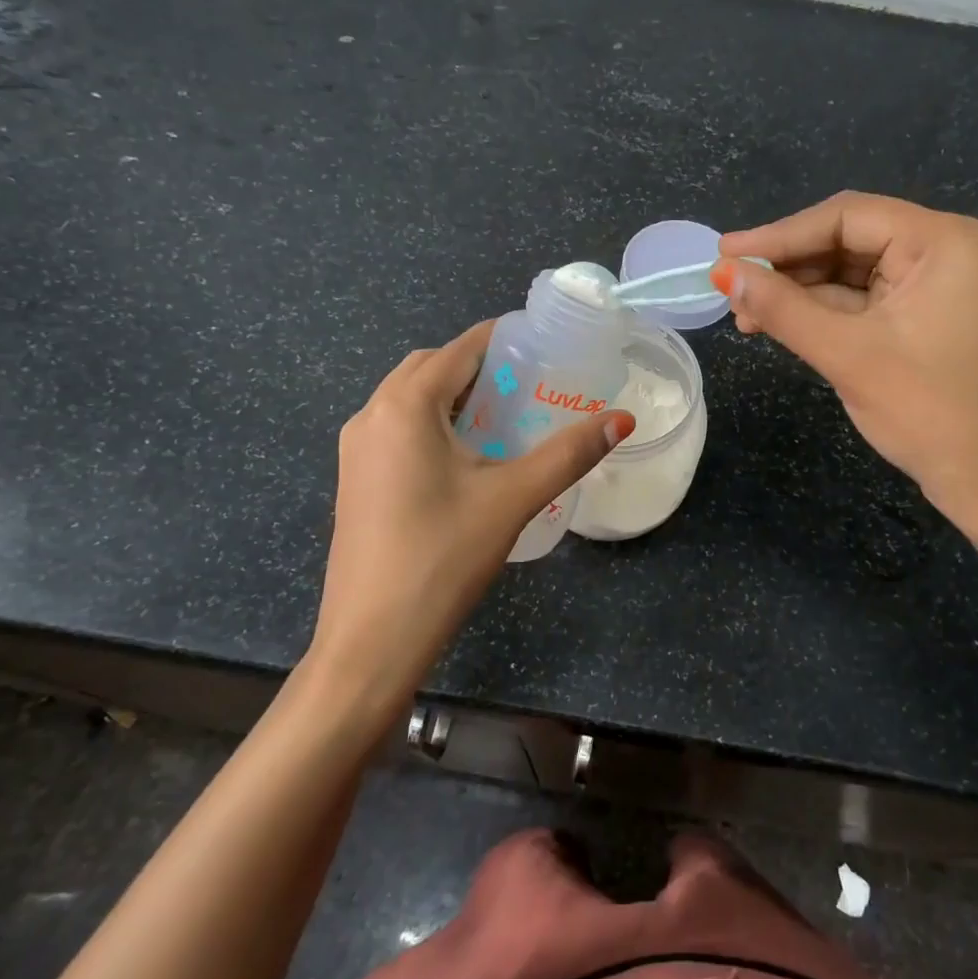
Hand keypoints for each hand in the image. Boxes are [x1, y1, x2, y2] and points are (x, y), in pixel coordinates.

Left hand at [307, 321, 633, 722]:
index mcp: (405, 406)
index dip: (504, 339)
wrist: (371, 639)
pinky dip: (432, 422)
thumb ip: (568, 453)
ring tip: (504, 416)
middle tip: (529, 385)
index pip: (460, 348)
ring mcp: (356, 449)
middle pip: (430, 367)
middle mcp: (371, 415)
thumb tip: (622, 420)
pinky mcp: (355, 479)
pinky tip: (466, 456)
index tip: (545, 345)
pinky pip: (397, 428)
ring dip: (453, 394)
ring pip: (410, 398)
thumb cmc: (442, 558)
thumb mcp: (512, 499)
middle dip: (479, 366)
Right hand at [713, 192, 977, 531]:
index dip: (778, 235)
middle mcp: (947, 250)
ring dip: (800, 292)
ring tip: (747, 314)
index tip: (724, 253)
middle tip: (731, 289)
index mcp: (943, 242)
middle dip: (788, 267)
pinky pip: (866, 300)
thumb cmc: (929, 413)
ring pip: (852, 272)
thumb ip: (781, 308)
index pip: (846, 217)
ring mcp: (940, 284)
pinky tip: (781, 323)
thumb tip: (721, 273)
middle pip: (849, 240)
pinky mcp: (928, 316)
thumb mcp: (847, 355)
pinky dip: (824, 312)